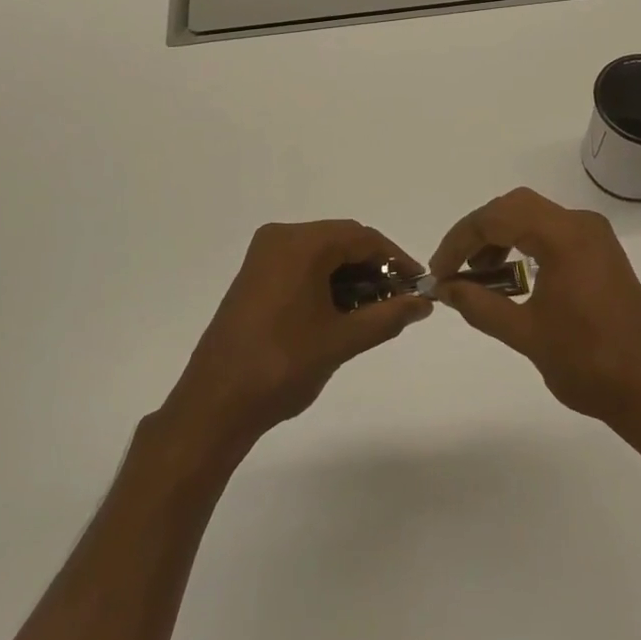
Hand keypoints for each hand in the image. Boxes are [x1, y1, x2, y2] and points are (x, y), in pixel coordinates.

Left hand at [161, 221, 431, 451]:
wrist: (216, 402)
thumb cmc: (283, 366)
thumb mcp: (343, 341)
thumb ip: (388, 317)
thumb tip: (423, 303)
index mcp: (301, 244)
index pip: (362, 238)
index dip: (396, 259)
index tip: (419, 286)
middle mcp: (280, 237)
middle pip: (341, 240)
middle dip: (374, 267)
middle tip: (399, 301)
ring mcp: (263, 255)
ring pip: (321, 253)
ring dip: (351, 275)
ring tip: (375, 311)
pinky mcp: (254, 275)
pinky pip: (301, 265)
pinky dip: (326, 281)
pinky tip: (342, 311)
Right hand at [430, 188, 640, 427]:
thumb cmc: (589, 363)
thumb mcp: (526, 334)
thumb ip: (480, 305)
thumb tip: (445, 288)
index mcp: (564, 236)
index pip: (497, 218)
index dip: (460, 241)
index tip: (439, 272)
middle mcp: (581, 224)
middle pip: (514, 207)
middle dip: (478, 232)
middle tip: (453, 266)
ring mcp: (595, 237)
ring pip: (533, 216)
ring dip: (500, 237)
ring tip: (476, 274)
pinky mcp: (601, 253)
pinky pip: (552, 232)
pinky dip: (524, 244)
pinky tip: (510, 276)